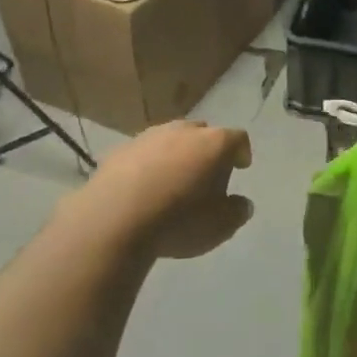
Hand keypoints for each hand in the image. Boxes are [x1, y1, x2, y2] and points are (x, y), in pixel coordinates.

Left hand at [67, 121, 253, 260]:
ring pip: (170, 139)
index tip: (242, 166)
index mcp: (214, 144)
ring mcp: (148, 137)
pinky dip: (149, 165)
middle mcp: (182, 131)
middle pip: (202, 133)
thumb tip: (241, 203)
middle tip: (207, 174)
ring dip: (176, 154)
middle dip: (208, 150)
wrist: (114, 219)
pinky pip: (143, 153)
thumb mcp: (220, 226)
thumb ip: (237, 211)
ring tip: (174, 179)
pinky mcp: (119, 150)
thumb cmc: (179, 220)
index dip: (242, 152)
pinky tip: (144, 187)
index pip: (237, 138)